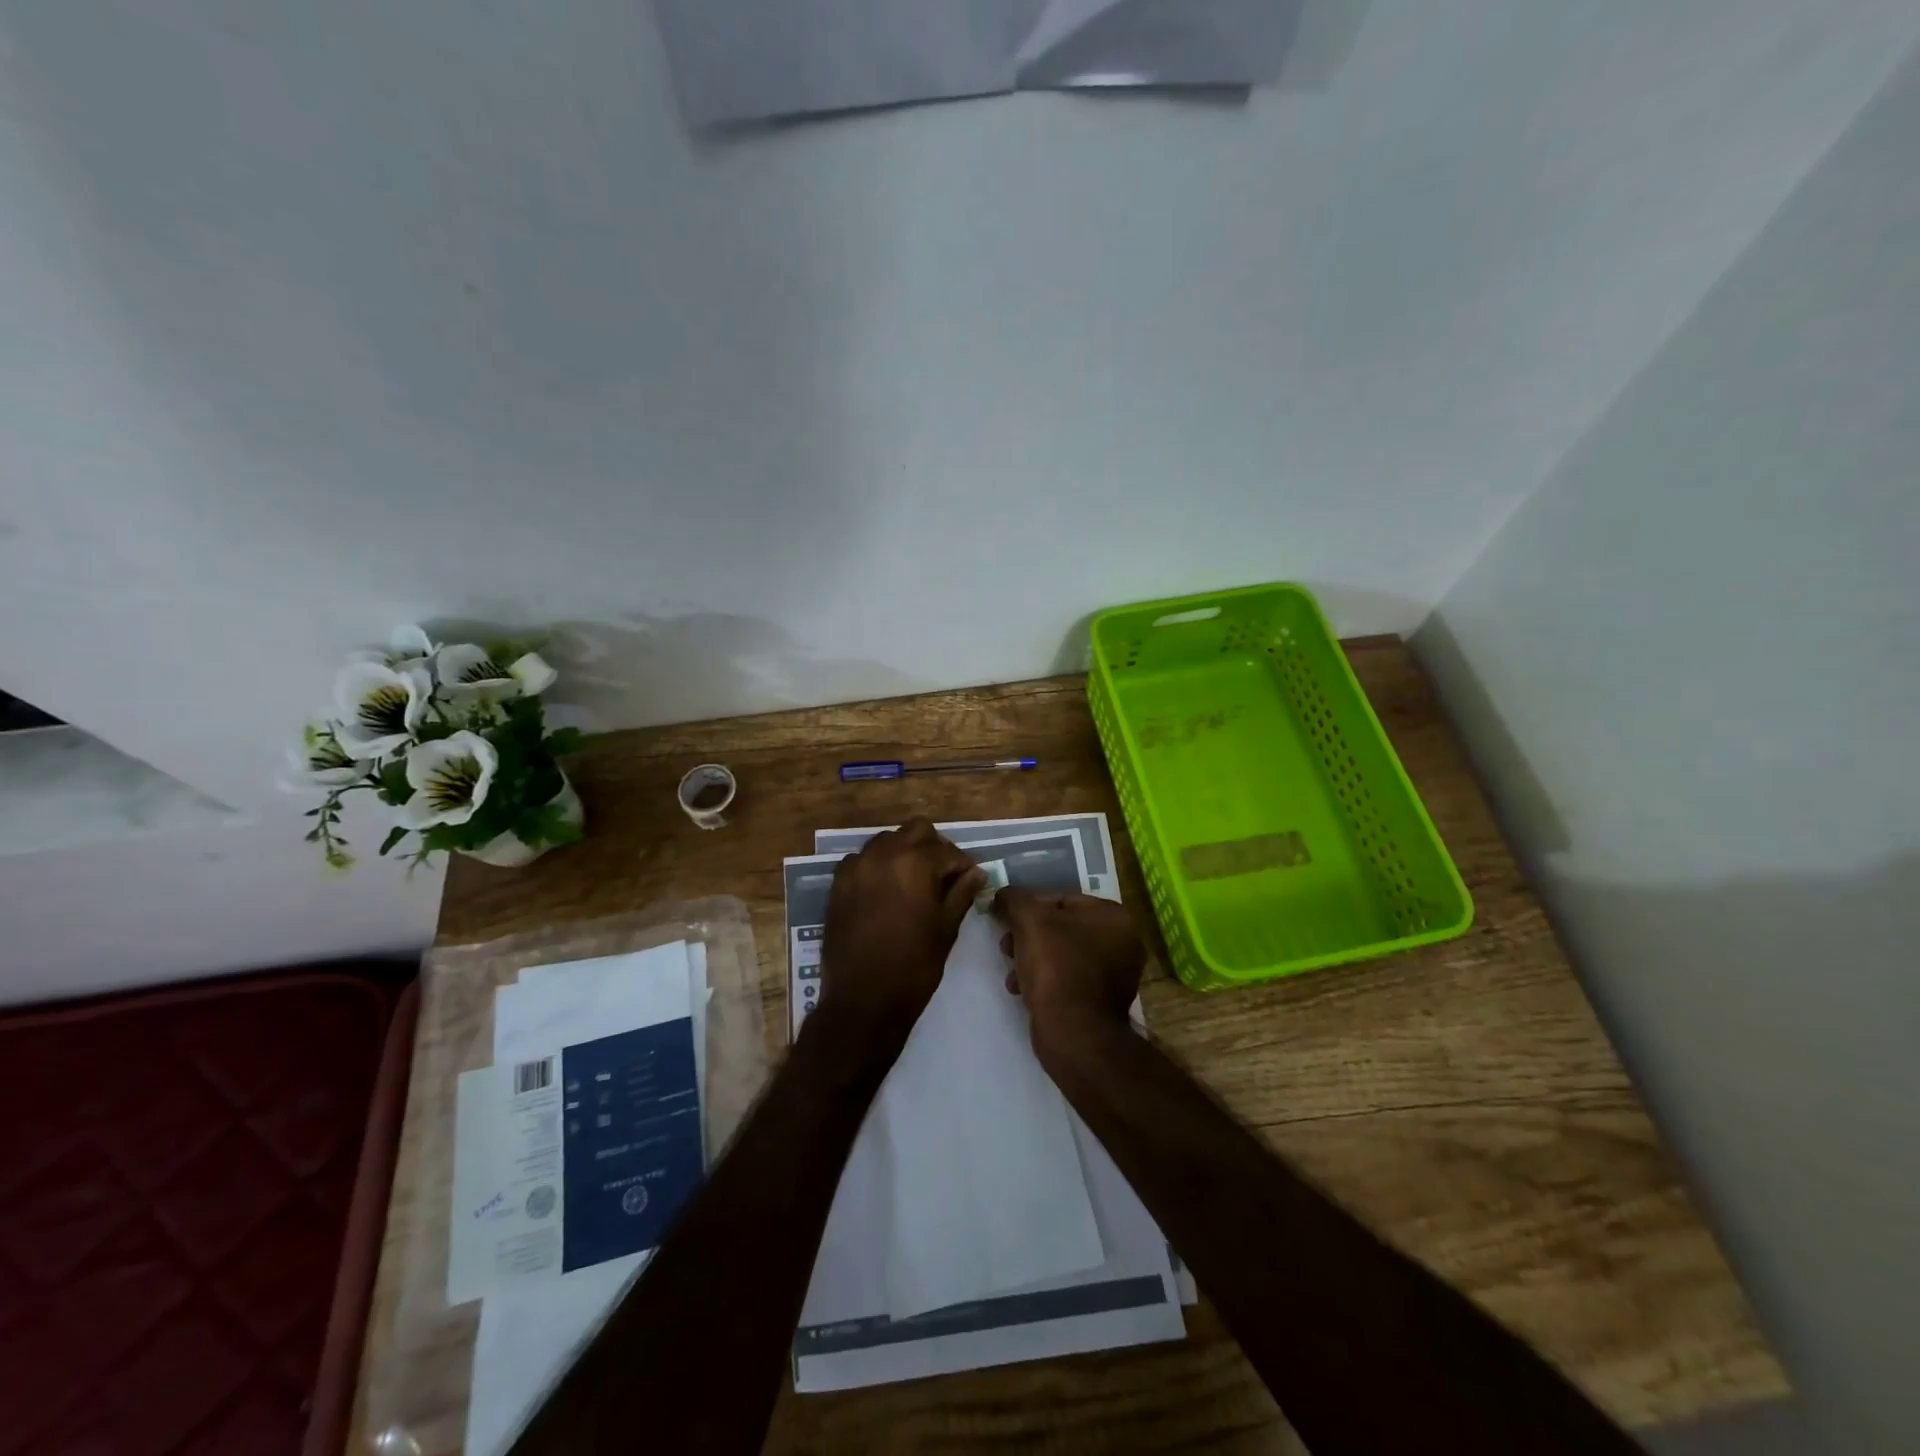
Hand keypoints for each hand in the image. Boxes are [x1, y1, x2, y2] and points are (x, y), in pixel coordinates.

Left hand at [819, 817, 984, 1048]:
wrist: (862, 1000)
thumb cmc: (913, 967)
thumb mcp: (946, 929)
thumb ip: (961, 893)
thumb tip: (977, 872)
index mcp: (915, 863)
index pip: (948, 851)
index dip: (962, 865)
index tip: (969, 880)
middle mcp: (884, 854)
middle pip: (916, 831)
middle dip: (933, 848)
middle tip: (942, 876)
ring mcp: (857, 866)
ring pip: (887, 840)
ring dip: (904, 852)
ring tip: (914, 882)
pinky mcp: (838, 882)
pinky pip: (863, 859)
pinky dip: (878, 865)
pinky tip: (885, 891)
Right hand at [993, 889, 1145, 1056]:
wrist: (1074, 1034)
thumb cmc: (1056, 967)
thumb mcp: (1028, 921)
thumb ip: (1013, 900)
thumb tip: (1002, 894)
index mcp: (1114, 916)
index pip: (1062, 899)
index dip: (1029, 908)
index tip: (1007, 922)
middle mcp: (1123, 942)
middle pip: (1062, 928)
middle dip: (1029, 937)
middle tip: (1006, 948)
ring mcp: (1116, 975)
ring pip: (1063, 955)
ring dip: (1032, 959)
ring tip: (1012, 974)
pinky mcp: (1104, 1002)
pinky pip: (1069, 979)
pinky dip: (1046, 981)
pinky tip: (1023, 991)